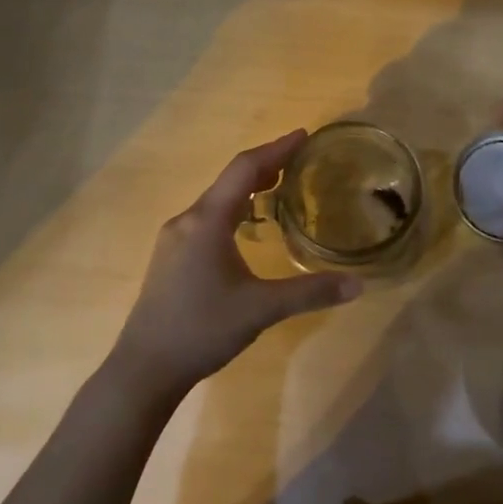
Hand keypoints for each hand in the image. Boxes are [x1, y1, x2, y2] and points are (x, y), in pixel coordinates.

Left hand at [106, 130, 361, 405]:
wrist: (145, 367)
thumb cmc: (202, 329)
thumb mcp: (261, 310)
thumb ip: (310, 292)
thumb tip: (358, 286)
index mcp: (207, 221)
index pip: (245, 169)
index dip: (276, 149)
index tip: (303, 135)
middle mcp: (187, 220)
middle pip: (230, 180)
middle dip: (266, 166)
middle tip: (300, 160)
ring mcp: (174, 239)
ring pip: (217, 200)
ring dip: (248, 188)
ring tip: (279, 187)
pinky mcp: (171, 257)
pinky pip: (207, 218)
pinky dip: (234, 209)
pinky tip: (247, 227)